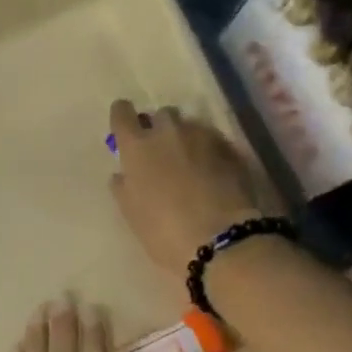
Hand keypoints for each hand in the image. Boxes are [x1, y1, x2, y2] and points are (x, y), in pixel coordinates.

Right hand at [108, 99, 267, 278]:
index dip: (123, 118)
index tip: (125, 131)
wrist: (219, 239)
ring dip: (186, 138)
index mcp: (137, 147)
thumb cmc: (164, 231)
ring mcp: (202, 136)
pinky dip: (209, 150)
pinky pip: (213, 140)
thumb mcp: (132, 213)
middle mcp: (167, 131)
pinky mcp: (229, 147)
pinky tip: (213, 173)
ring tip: (191, 164)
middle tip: (162, 154)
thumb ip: (124, 187)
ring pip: (189, 125)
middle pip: (160, 115)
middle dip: (159, 129)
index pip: (122, 112)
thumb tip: (123, 174)